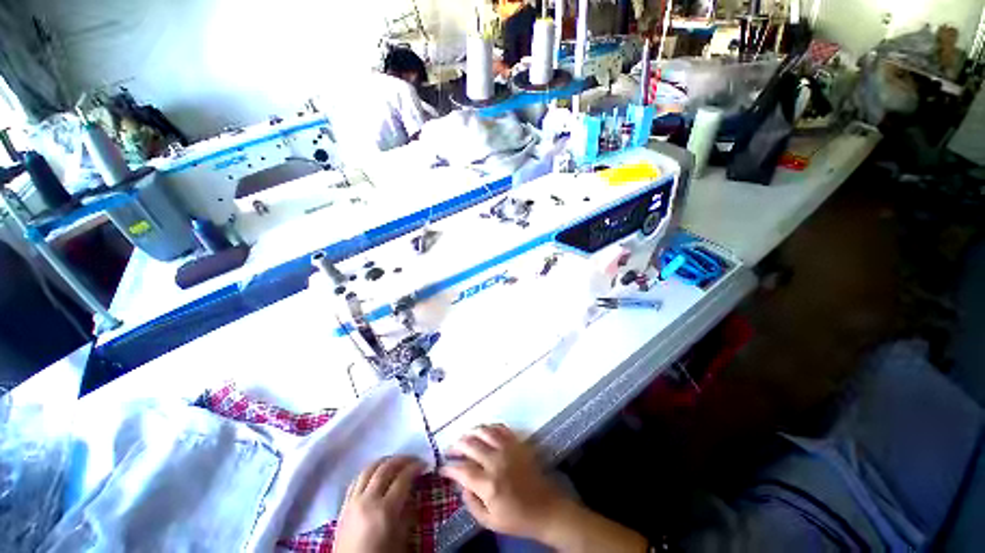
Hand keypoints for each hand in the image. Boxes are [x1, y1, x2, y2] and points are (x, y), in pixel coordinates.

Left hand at [334, 456, 424, 552]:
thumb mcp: (401, 538)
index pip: (403, 478)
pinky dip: (369, 471)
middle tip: (413, 459)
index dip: (415, 467)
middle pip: (385, 468)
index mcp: (385, 510)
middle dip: (402, 460)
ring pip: (368, 469)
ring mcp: (353, 501)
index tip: (424, 464)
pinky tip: (376, 474)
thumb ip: (407, 512)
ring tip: (395, 462)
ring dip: (384, 461)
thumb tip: (412, 491)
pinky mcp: (343, 506)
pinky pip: (356, 480)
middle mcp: (368, 500)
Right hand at [439, 424, 571, 541]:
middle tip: (450, 450)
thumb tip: (460, 484)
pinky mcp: (517, 442)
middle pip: (470, 445)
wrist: (545, 507)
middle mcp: (496, 461)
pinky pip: (500, 427)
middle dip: (456, 446)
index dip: (449, 468)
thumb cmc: (517, 518)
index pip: (462, 470)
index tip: (442, 468)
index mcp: (488, 484)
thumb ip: (471, 503)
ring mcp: (508, 448)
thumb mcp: (489, 521)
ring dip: (470, 432)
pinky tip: (483, 431)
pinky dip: (489, 427)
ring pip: (484, 431)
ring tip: (464, 437)